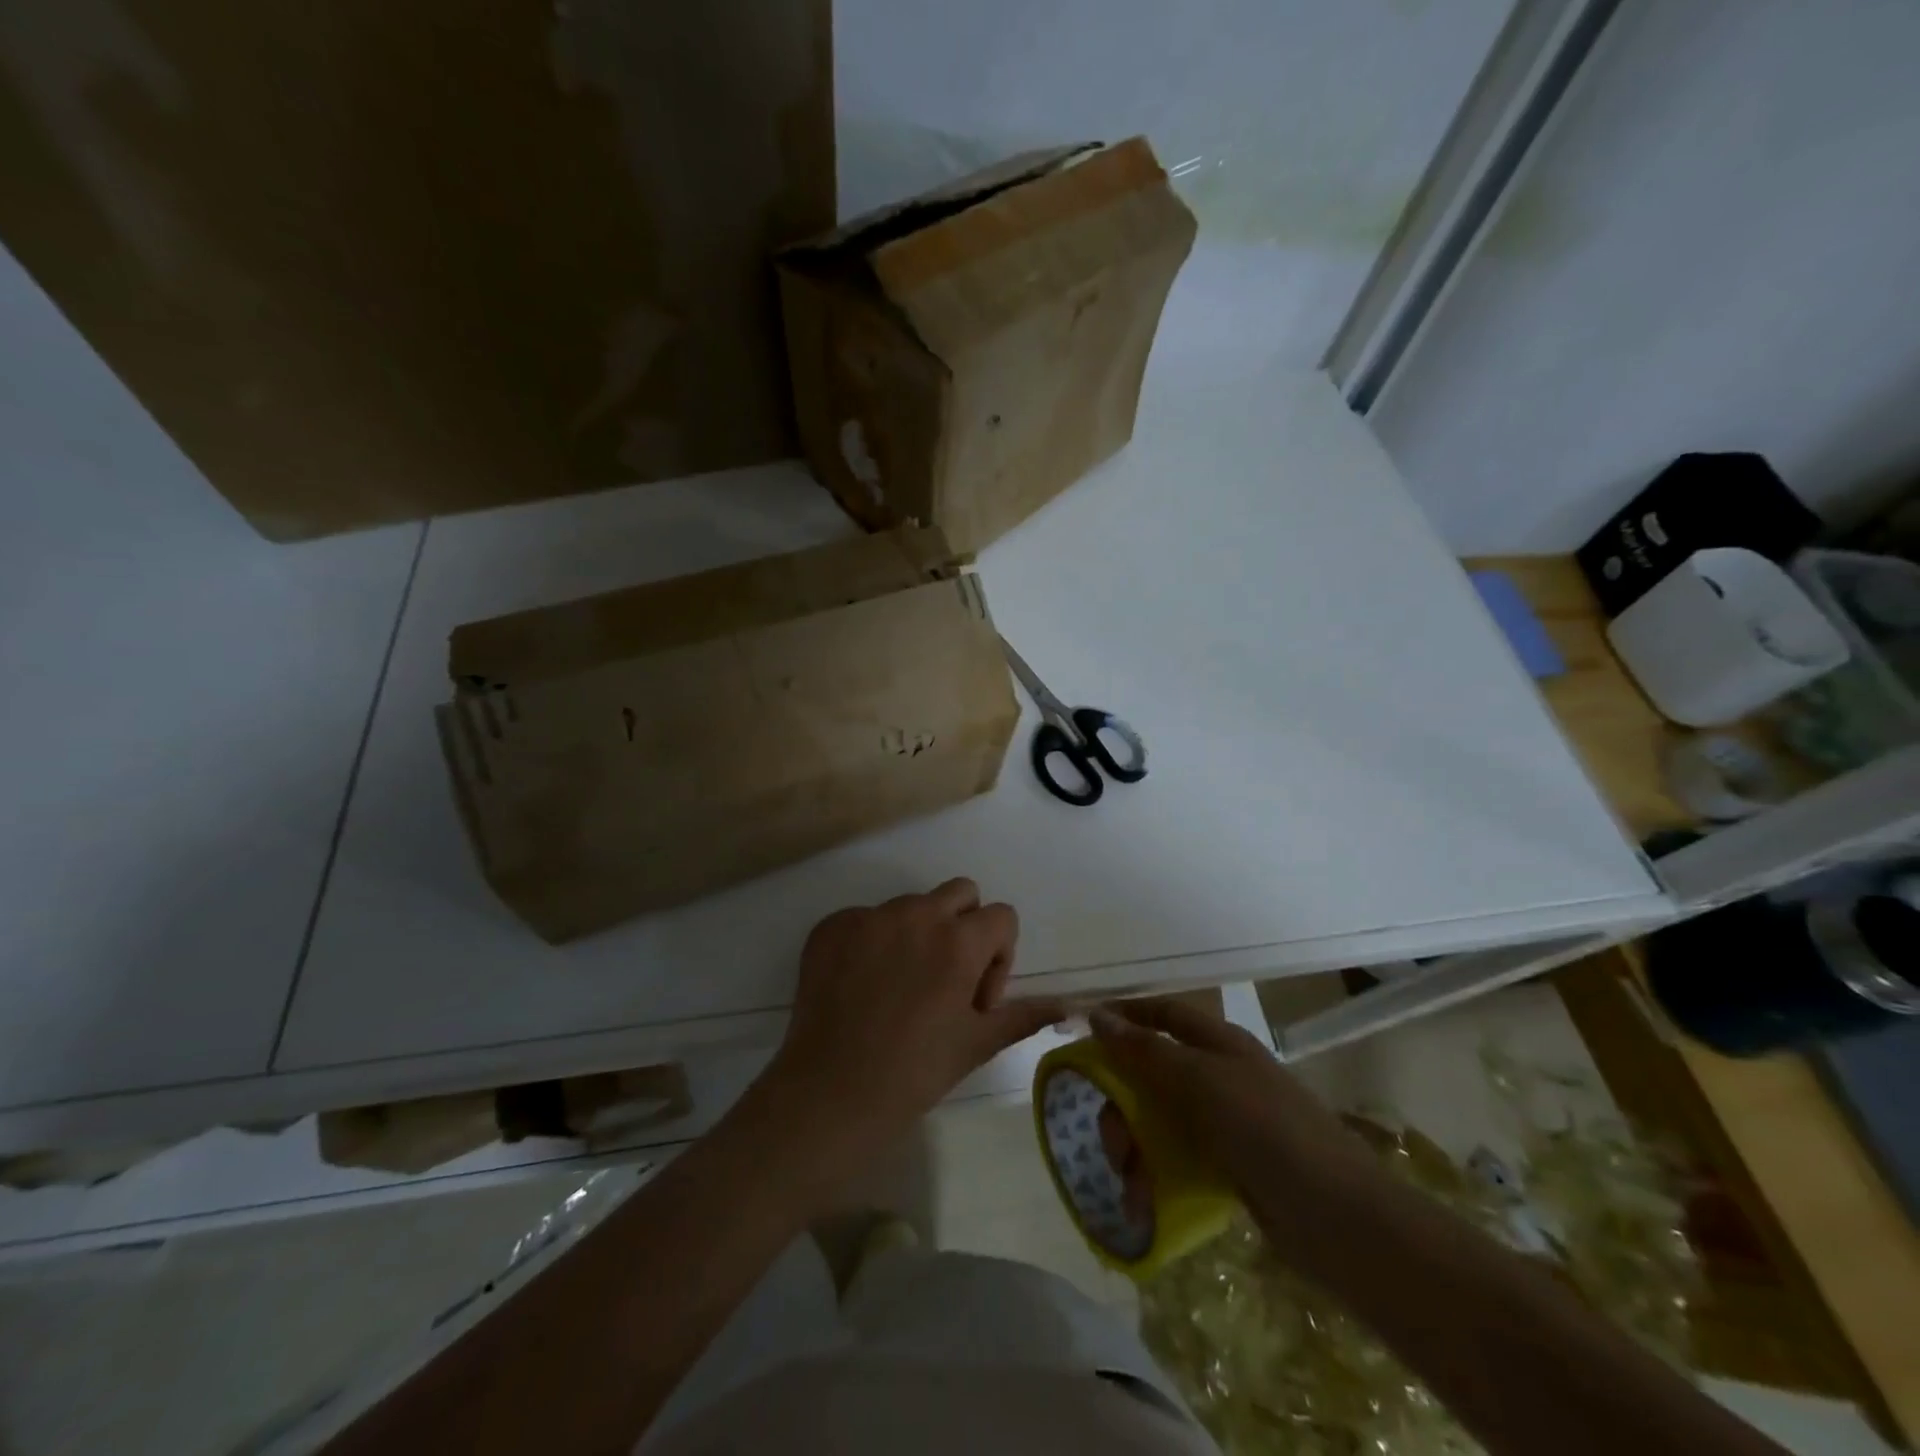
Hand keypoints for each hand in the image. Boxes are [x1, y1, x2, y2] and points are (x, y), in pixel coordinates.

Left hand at [764, 879, 1064, 1149]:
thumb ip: (1023, 1015)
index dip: (1000, 955)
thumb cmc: (914, 1073)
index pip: (1002, 916)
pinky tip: (862, 985)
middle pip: (960, 892)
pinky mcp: (831, 926)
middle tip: (947, 977)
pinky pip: (866, 918)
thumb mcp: (976, 1044)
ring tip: (900, 987)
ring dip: (918, 934)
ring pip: (911, 905)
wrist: (830, 1094)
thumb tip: (1067, 1005)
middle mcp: (916, 914)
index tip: (977, 998)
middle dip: (965, 926)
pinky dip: (872, 942)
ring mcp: (869, 916)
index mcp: (959, 941)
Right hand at [1089, 999, 1373, 1222]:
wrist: (1340, 1219)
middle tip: (1112, 1141)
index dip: (1126, 1015)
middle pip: (1151, 1074)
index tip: (1083, 1031)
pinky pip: (1176, 1160)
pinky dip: (1155, 1177)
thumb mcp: (1201, 1081)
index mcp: (1219, 1043)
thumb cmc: (1267, 1130)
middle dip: (1121, 1104)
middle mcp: (1219, 1076)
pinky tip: (1144, 1205)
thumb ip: (1147, 1050)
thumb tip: (1097, 1015)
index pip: (1163, 1013)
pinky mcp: (1227, 1167)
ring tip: (1131, 1186)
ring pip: (1158, 1121)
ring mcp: (1224, 1124)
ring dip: (1135, 1149)